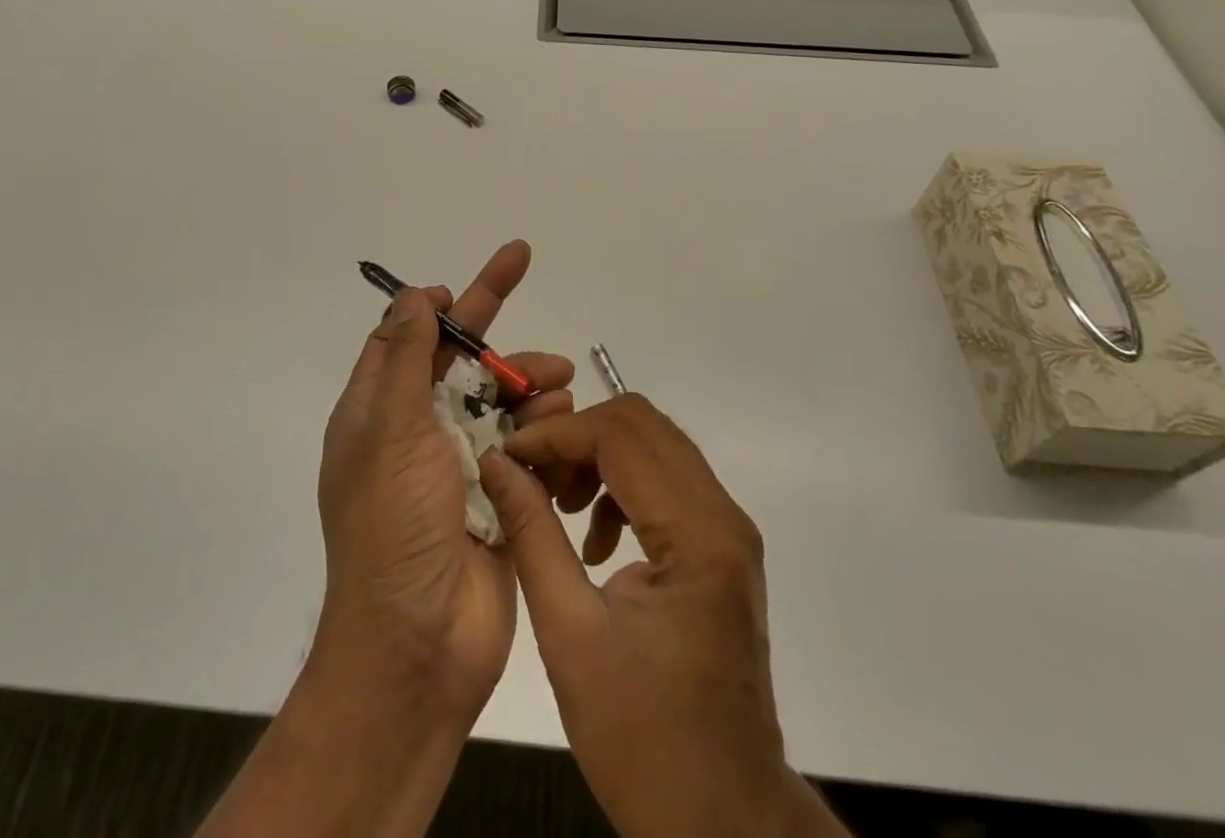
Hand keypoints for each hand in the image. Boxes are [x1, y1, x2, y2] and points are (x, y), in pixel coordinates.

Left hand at [314, 240, 574, 727]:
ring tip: (558, 379)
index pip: (407, 338)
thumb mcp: (388, 430)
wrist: (420, 645)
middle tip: (521, 260)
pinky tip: (562, 422)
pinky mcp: (500, 495)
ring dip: (527, 378)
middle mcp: (417, 432)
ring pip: (499, 398)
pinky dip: (543, 425)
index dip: (432, 305)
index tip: (459, 285)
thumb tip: (413, 296)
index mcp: (380, 413)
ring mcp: (460, 464)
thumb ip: (404, 358)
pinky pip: (525, 442)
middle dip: (489, 315)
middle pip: (458, 357)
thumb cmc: (393, 526)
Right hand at [479, 395, 849, 837]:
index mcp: (697, 536)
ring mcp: (729, 530)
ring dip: (599, 457)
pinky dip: (621, 486)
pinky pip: (667, 482)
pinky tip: (593, 540)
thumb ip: (531, 535)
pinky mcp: (722, 548)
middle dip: (578, 436)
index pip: (620, 436)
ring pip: (656, 446)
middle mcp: (723, 516)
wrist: (724, 820)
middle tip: (533, 475)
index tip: (508, 455)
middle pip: (643, 426)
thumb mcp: (569, 637)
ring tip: (557, 503)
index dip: (556, 434)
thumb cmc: (643, 740)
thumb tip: (496, 464)